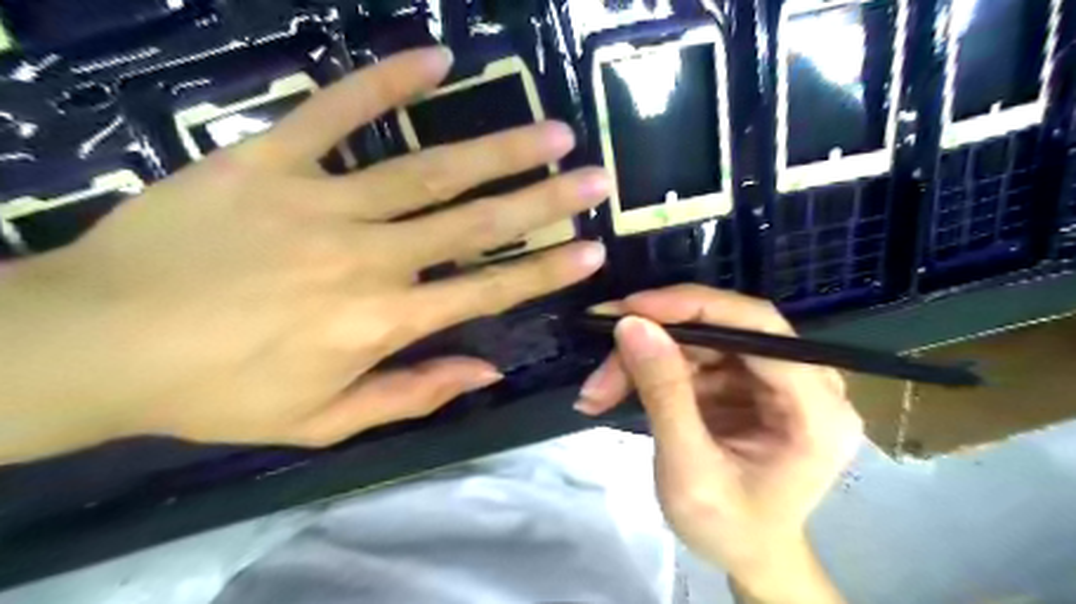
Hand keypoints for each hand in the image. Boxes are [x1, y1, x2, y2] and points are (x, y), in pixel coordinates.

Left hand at [0, 46, 609, 462]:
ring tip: (549, 129)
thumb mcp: (324, 419)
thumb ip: (413, 393)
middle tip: (593, 177)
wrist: (96, 343)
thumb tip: (487, 368)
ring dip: (497, 147)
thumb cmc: (219, 392)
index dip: (546, 270)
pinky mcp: (268, 160)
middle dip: (544, 201)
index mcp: (381, 321)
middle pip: (474, 224)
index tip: (592, 250)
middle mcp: (367, 257)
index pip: (487, 290)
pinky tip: (436, 60)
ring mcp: (320, 202)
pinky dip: (386, 83)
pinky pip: (335, 111)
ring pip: (428, 170)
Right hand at [575, 287, 863, 602]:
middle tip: (602, 341)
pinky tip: (615, 389)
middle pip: (725, 327)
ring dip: (643, 357)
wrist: (747, 555)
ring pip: (699, 340)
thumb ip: (664, 395)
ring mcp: (772, 378)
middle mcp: (805, 380)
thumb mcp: (689, 471)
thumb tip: (631, 325)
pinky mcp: (743, 381)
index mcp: (816, 409)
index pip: (760, 329)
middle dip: (657, 334)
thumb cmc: (729, 529)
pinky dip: (649, 369)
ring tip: (598, 389)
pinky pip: (691, 357)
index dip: (694, 308)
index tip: (631, 307)